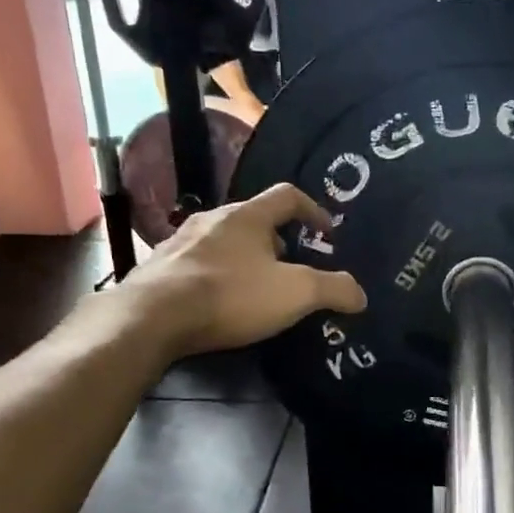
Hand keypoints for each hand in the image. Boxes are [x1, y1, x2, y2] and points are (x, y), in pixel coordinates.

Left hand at [120, 184, 367, 356]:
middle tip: (293, 268)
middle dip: (279, 240)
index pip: (288, 195)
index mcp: (248, 215)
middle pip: (254, 219)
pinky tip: (219, 302)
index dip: (313, 210)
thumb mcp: (295, 293)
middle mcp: (212, 218)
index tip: (327, 234)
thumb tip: (360, 294)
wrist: (153, 317)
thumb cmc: (231, 294)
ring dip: (245, 258)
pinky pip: (197, 263)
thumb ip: (333, 289)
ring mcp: (180, 241)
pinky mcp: (159, 267)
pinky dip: (216, 275)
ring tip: (257, 287)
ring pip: (223, 241)